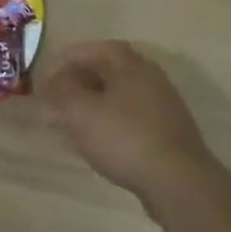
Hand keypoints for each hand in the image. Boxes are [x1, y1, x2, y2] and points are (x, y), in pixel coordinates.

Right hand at [44, 41, 209, 202]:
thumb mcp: (80, 110)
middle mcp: (151, 81)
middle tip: (57, 95)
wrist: (177, 182)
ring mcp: (163, 110)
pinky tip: (94, 141)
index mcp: (132, 67)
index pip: (101, 49)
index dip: (75, 54)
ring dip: (93, 105)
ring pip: (119, 99)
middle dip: (80, 82)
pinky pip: (130, 120)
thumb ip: (62, 90)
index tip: (55, 64)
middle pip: (111, 73)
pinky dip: (108, 123)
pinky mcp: (166, 137)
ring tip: (69, 120)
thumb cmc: (124, 137)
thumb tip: (53, 80)